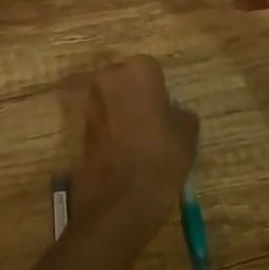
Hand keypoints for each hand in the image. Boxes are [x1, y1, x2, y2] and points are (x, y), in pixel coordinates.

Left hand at [71, 56, 198, 231]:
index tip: (167, 114)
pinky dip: (112, 131)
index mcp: (139, 70)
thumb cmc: (160, 157)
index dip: (161, 93)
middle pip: (127, 81)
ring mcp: (92, 102)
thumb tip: (172, 113)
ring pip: (113, 101)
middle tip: (153, 125)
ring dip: (123, 114)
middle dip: (137, 97)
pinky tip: (125, 154)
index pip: (153, 72)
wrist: (120, 200)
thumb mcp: (187, 134)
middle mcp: (110, 77)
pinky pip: (103, 121)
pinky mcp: (81, 127)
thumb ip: (180, 114)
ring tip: (140, 143)